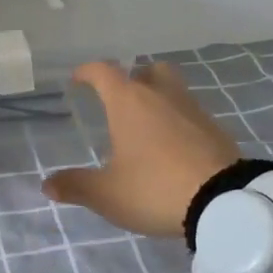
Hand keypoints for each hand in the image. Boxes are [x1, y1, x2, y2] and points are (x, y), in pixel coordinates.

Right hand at [42, 60, 241, 237]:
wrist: (225, 202)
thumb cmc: (155, 188)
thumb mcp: (108, 194)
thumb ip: (76, 186)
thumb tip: (47, 184)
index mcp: (129, 102)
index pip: (103, 72)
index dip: (88, 72)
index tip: (78, 79)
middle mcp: (161, 96)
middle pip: (147, 70)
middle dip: (133, 78)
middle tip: (121, 100)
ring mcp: (193, 110)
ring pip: (173, 89)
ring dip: (159, 99)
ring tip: (147, 126)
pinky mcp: (216, 129)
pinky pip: (191, 114)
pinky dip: (179, 122)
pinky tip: (173, 147)